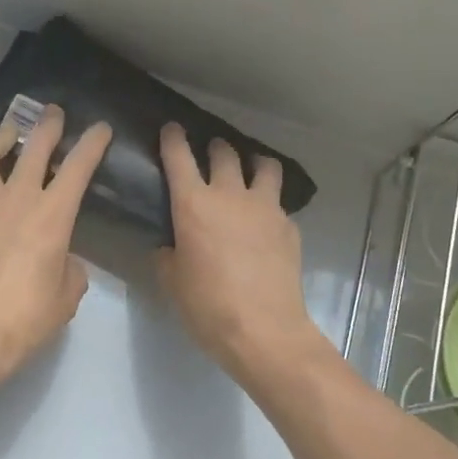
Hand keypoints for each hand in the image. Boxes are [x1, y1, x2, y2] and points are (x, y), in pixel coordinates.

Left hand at [0, 105, 112, 393]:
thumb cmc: (25, 318)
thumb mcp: (66, 297)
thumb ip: (70, 268)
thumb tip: (62, 258)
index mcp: (53, 215)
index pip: (79, 166)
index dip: (92, 142)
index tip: (100, 128)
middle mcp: (16, 197)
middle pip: (33, 145)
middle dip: (47, 124)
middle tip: (51, 113)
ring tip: (5, 133)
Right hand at [156, 124, 327, 384]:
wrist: (264, 330)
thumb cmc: (207, 306)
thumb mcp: (172, 281)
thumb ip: (168, 253)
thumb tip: (171, 244)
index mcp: (193, 204)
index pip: (179, 156)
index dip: (173, 138)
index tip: (172, 128)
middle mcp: (231, 195)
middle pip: (225, 153)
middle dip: (215, 147)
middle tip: (211, 152)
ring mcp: (266, 208)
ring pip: (265, 166)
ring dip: (254, 163)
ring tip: (250, 171)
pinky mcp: (289, 226)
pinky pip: (278, 204)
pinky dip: (269, 205)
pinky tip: (264, 224)